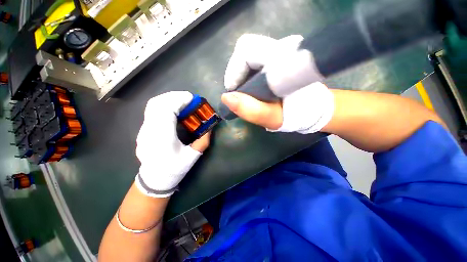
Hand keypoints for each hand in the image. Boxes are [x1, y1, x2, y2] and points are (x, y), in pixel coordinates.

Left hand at [135, 91, 210, 197]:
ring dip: (168, 99)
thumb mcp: (193, 156)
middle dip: (174, 96)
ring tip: (182, 101)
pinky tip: (173, 109)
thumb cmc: (174, 169)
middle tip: (188, 98)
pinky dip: (163, 104)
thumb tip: (210, 127)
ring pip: (152, 105)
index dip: (179, 100)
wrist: (154, 179)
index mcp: (162, 137)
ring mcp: (143, 129)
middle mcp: (149, 130)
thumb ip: (203, 141)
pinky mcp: (144, 129)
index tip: (192, 98)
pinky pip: (152, 111)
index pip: (166, 110)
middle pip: (157, 103)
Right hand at [221, 34, 333, 133]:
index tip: (233, 91)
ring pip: (248, 54)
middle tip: (238, 92)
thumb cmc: (297, 114)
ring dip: (241, 74)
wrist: (313, 108)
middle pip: (245, 50)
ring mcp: (279, 52)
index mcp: (283, 61)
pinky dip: (246, 74)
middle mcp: (281, 50)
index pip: (247, 50)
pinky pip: (253, 60)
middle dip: (236, 72)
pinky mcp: (276, 58)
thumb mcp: (274, 118)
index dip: (234, 70)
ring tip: (245, 93)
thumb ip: (252, 110)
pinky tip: (250, 88)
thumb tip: (226, 98)